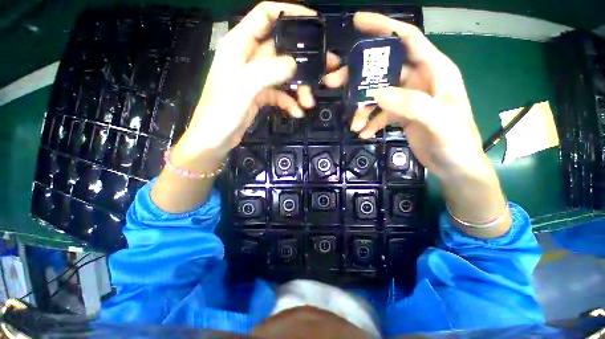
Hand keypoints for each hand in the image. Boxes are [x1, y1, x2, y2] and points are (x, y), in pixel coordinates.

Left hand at [152, 2, 341, 212]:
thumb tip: (294, 63)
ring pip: (285, 74)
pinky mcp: (261, 94)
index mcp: (239, 45)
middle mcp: (249, 57)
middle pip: (282, 49)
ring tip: (308, 102)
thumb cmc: (221, 113)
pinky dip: (290, 102)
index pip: (266, 16)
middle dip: (304, 60)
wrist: (215, 140)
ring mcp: (256, 78)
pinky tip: (297, 112)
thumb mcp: (242, 88)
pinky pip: (281, 93)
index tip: (314, 23)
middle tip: (326, 69)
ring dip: (299, 87)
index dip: (290, 13)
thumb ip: (267, 71)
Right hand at [324, 12, 484, 179]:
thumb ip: (412, 104)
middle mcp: (419, 79)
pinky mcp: (401, 114)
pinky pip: (380, 113)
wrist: (455, 166)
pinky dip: (370, 121)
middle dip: (359, 75)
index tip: (357, 23)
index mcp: (435, 70)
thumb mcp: (440, 121)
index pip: (407, 38)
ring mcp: (409, 98)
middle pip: (384, 68)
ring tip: (354, 124)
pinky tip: (363, 133)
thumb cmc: (456, 142)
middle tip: (335, 82)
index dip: (383, 27)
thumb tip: (377, 93)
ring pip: (378, 93)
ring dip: (363, 108)